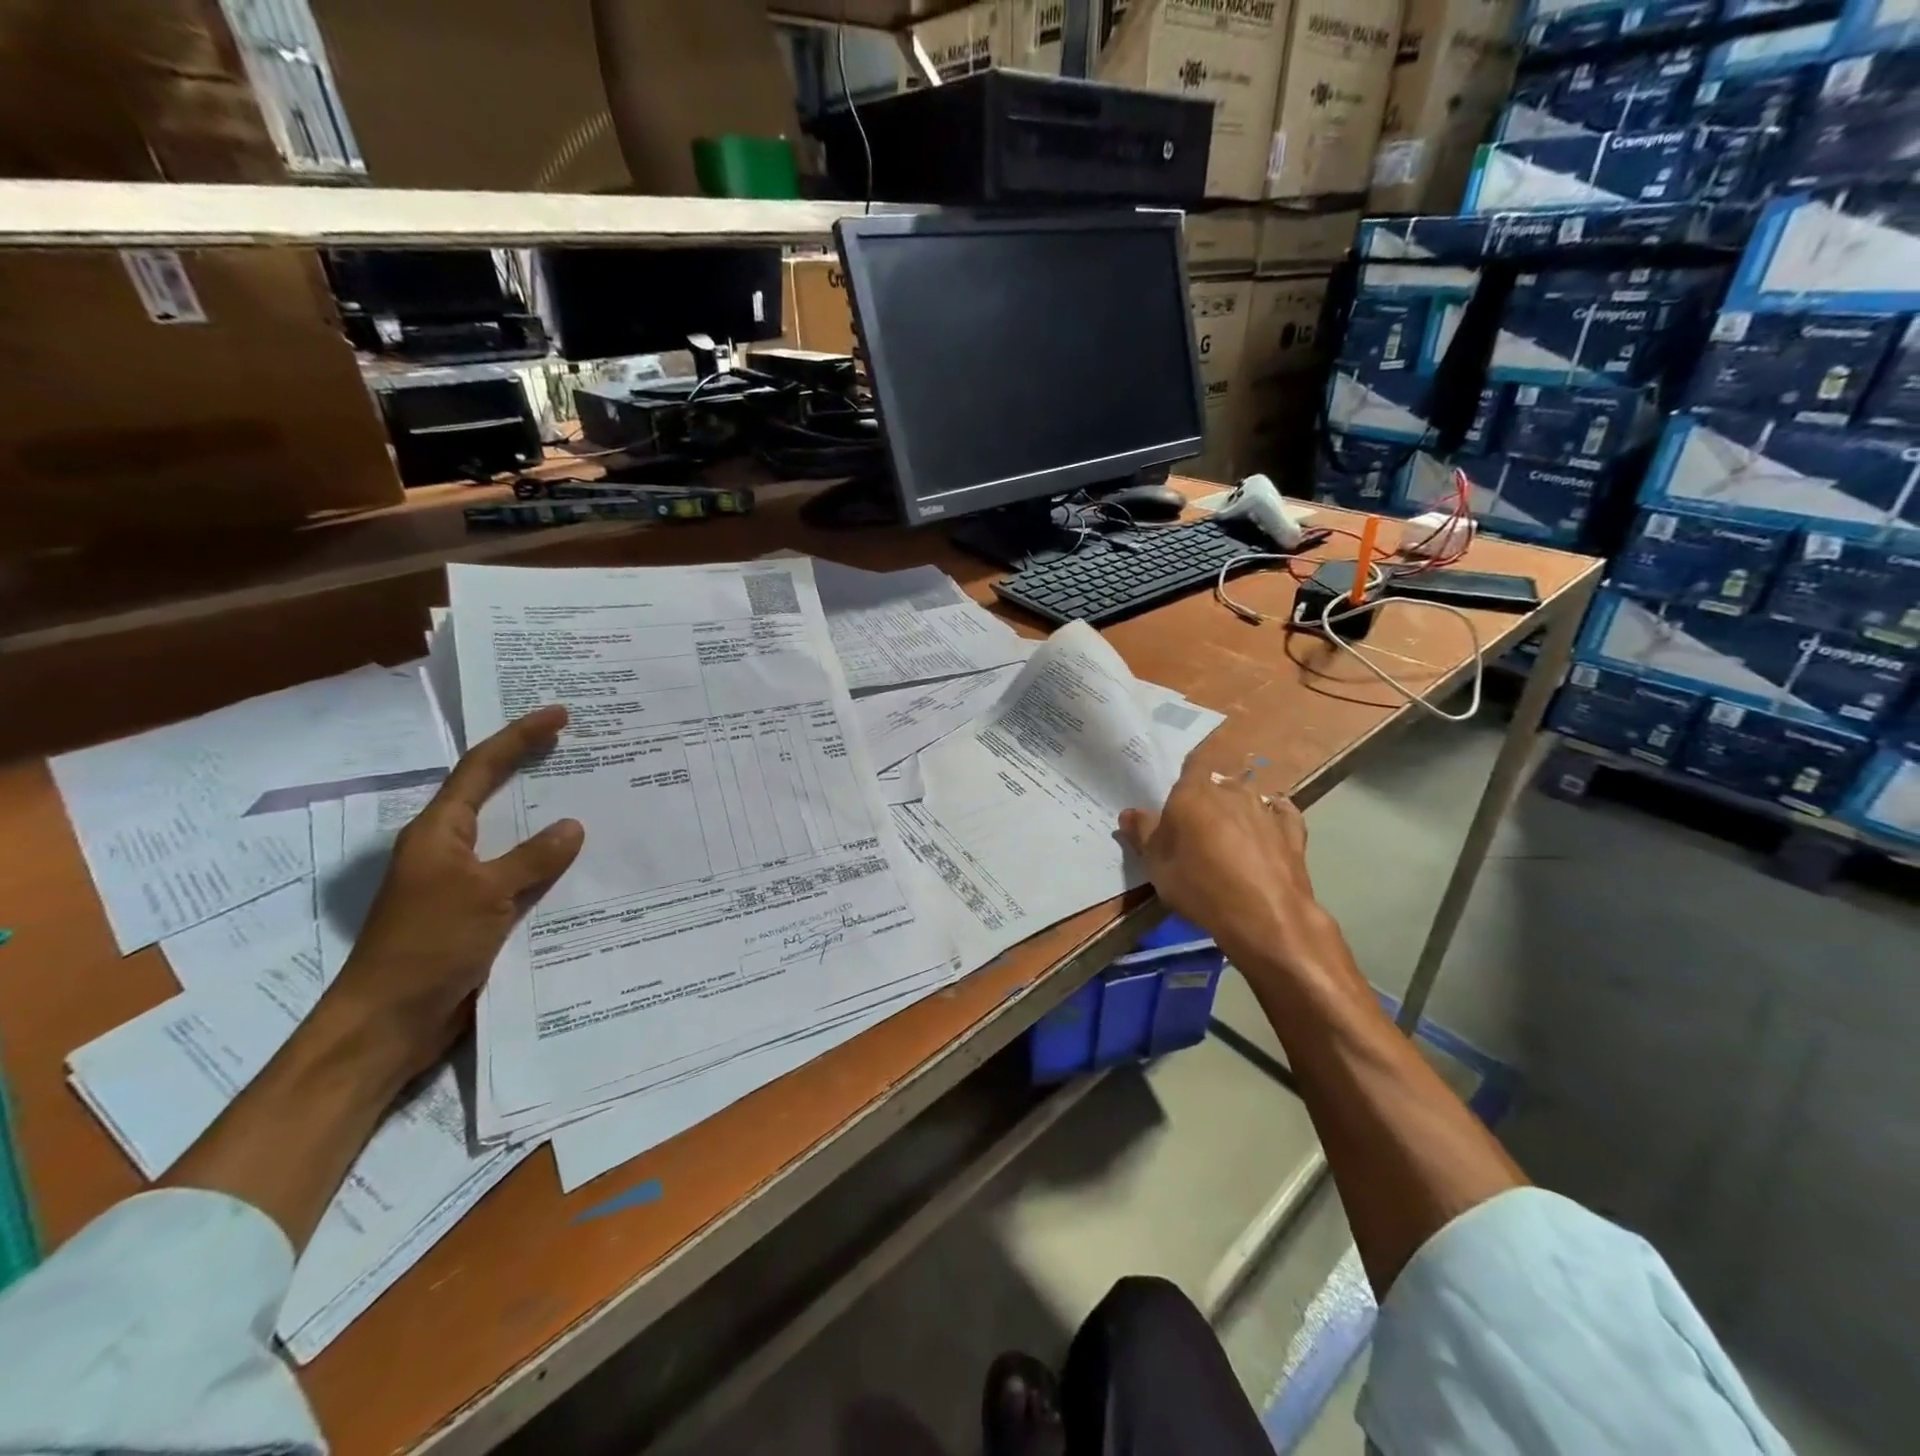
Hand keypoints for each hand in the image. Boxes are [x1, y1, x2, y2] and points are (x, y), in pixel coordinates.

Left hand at [328, 704, 585, 1083]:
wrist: (389, 1023)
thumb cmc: (427, 946)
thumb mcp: (484, 895)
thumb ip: (532, 859)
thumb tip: (573, 826)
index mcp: (440, 832)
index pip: (481, 768)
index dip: (519, 737)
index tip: (559, 714)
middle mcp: (450, 849)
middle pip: (494, 795)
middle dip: (532, 767)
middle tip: (578, 747)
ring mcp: (463, 882)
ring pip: (512, 837)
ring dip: (546, 818)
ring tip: (593, 799)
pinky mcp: (477, 913)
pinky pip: (521, 875)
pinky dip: (549, 864)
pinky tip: (582, 865)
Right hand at [1117, 756, 1334, 979]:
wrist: (1264, 916)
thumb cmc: (1199, 885)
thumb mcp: (1156, 865)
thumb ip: (1142, 833)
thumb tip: (1129, 813)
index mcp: (1193, 791)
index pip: (1188, 767)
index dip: (1183, 782)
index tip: (1176, 805)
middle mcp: (1231, 790)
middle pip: (1216, 785)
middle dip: (1207, 801)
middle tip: (1197, 830)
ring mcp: (1265, 808)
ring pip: (1247, 799)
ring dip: (1237, 812)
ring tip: (1229, 840)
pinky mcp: (1292, 830)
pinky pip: (1279, 815)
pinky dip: (1272, 820)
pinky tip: (1267, 833)